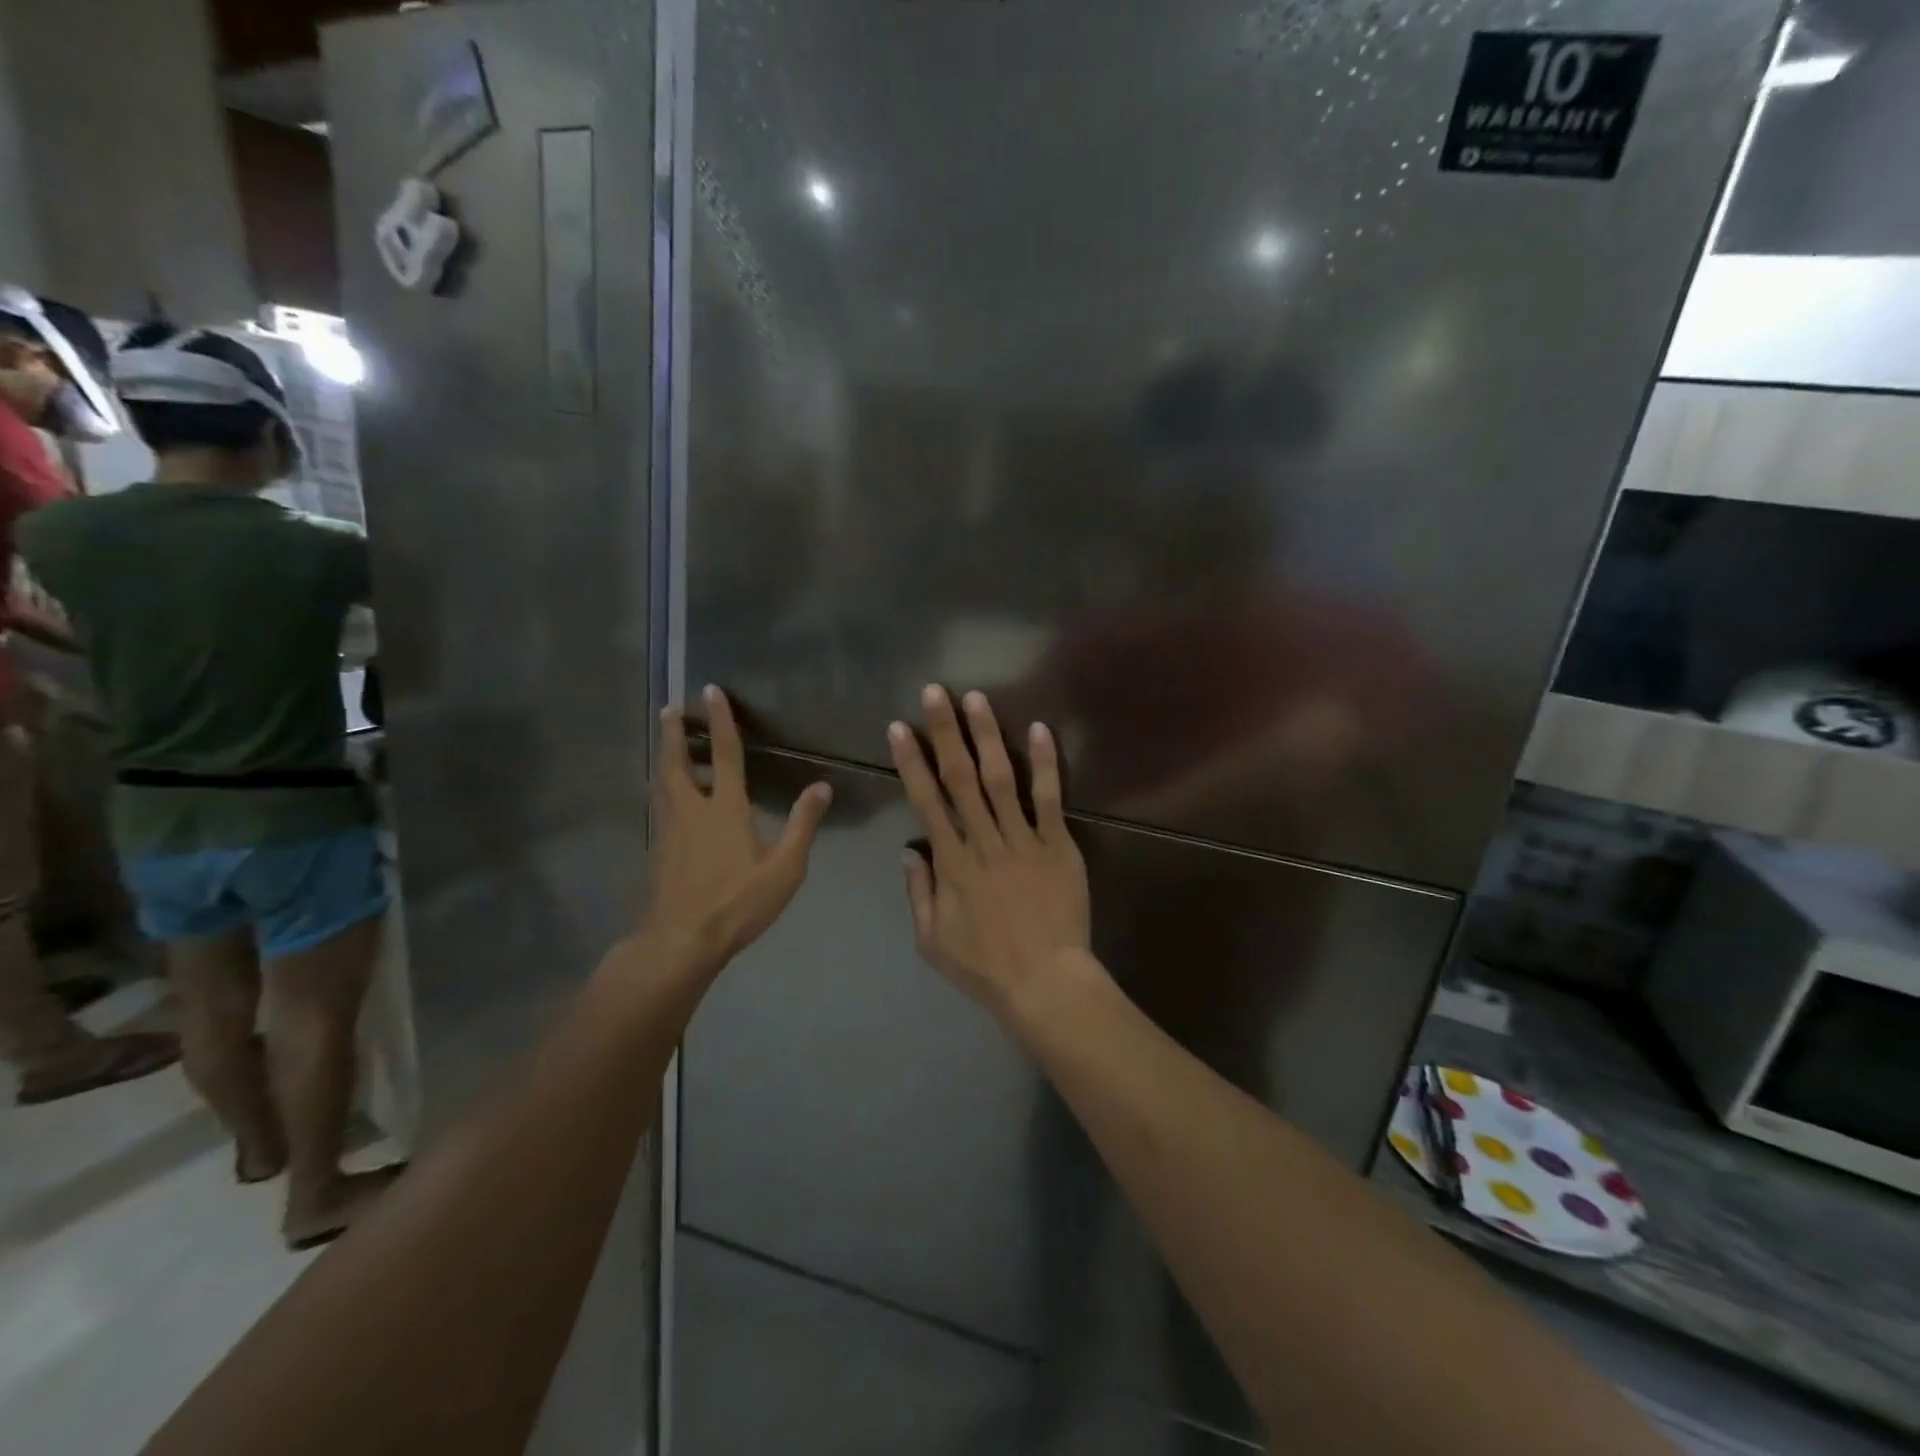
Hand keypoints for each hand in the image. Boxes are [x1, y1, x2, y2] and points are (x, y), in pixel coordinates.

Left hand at [638, 685, 831, 975]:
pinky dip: (664, 791)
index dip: (720, 721)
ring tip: (668, 746)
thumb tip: (822, 786)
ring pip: (663, 785)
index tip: (710, 690)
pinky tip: (671, 801)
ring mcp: (670, 832)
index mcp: (725, 809)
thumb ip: (803, 824)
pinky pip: (661, 809)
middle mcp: (692, 811)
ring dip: (666, 759)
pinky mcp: (659, 852)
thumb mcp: (784, 867)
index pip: (725, 755)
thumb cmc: (737, 902)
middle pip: (678, 763)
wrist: (681, 941)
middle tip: (669, 709)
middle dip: (674, 734)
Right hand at [889, 686, 1092, 1015]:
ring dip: (986, 736)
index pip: (925, 801)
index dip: (911, 762)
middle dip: (944, 732)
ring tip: (976, 699)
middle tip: (935, 692)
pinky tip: (1039, 729)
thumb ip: (918, 893)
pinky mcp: (1058, 845)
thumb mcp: (932, 940)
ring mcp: (1023, 840)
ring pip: (1000, 779)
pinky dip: (1044, 764)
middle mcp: (983, 841)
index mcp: (951, 863)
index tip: (899, 728)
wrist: (1045, 982)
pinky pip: (1049, 799)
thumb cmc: (985, 966)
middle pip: (959, 778)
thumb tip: (909, 852)